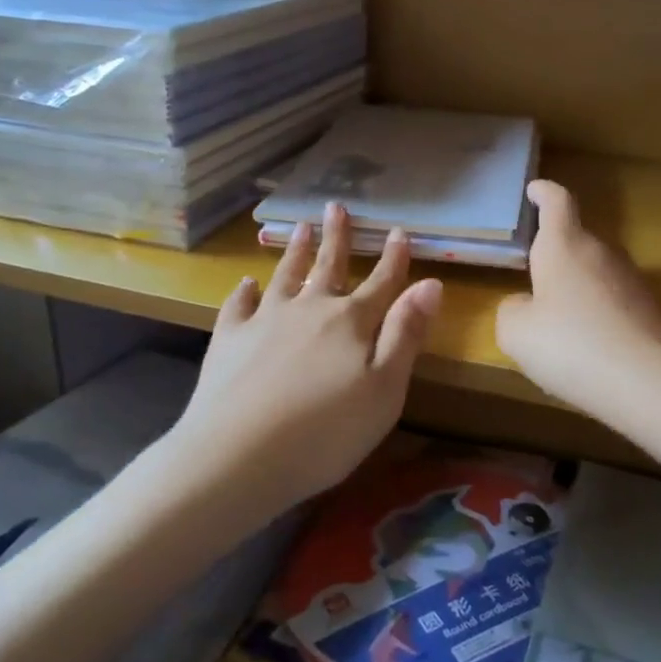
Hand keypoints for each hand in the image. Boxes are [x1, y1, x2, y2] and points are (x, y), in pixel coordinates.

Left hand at [174, 202, 442, 509]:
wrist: (236, 456)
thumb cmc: (326, 432)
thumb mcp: (385, 390)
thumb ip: (406, 334)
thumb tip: (431, 283)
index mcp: (351, 323)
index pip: (380, 282)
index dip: (393, 258)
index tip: (399, 230)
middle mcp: (309, 310)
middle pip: (329, 266)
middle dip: (336, 237)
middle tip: (335, 205)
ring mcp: (265, 321)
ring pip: (286, 276)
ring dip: (295, 251)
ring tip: (299, 226)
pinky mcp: (229, 340)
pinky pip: (238, 306)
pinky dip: (245, 291)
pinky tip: (247, 283)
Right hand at [496, 180, 660, 421]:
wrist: (651, 383)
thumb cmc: (571, 345)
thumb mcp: (516, 332)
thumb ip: (512, 310)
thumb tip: (526, 305)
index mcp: (565, 246)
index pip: (557, 202)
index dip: (544, 192)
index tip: (535, 189)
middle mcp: (601, 253)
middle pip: (576, 240)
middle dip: (554, 252)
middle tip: (532, 275)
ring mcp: (631, 280)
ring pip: (595, 272)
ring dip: (576, 287)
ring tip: (556, 320)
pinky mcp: (650, 310)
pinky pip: (613, 302)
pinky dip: (597, 314)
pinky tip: (587, 347)